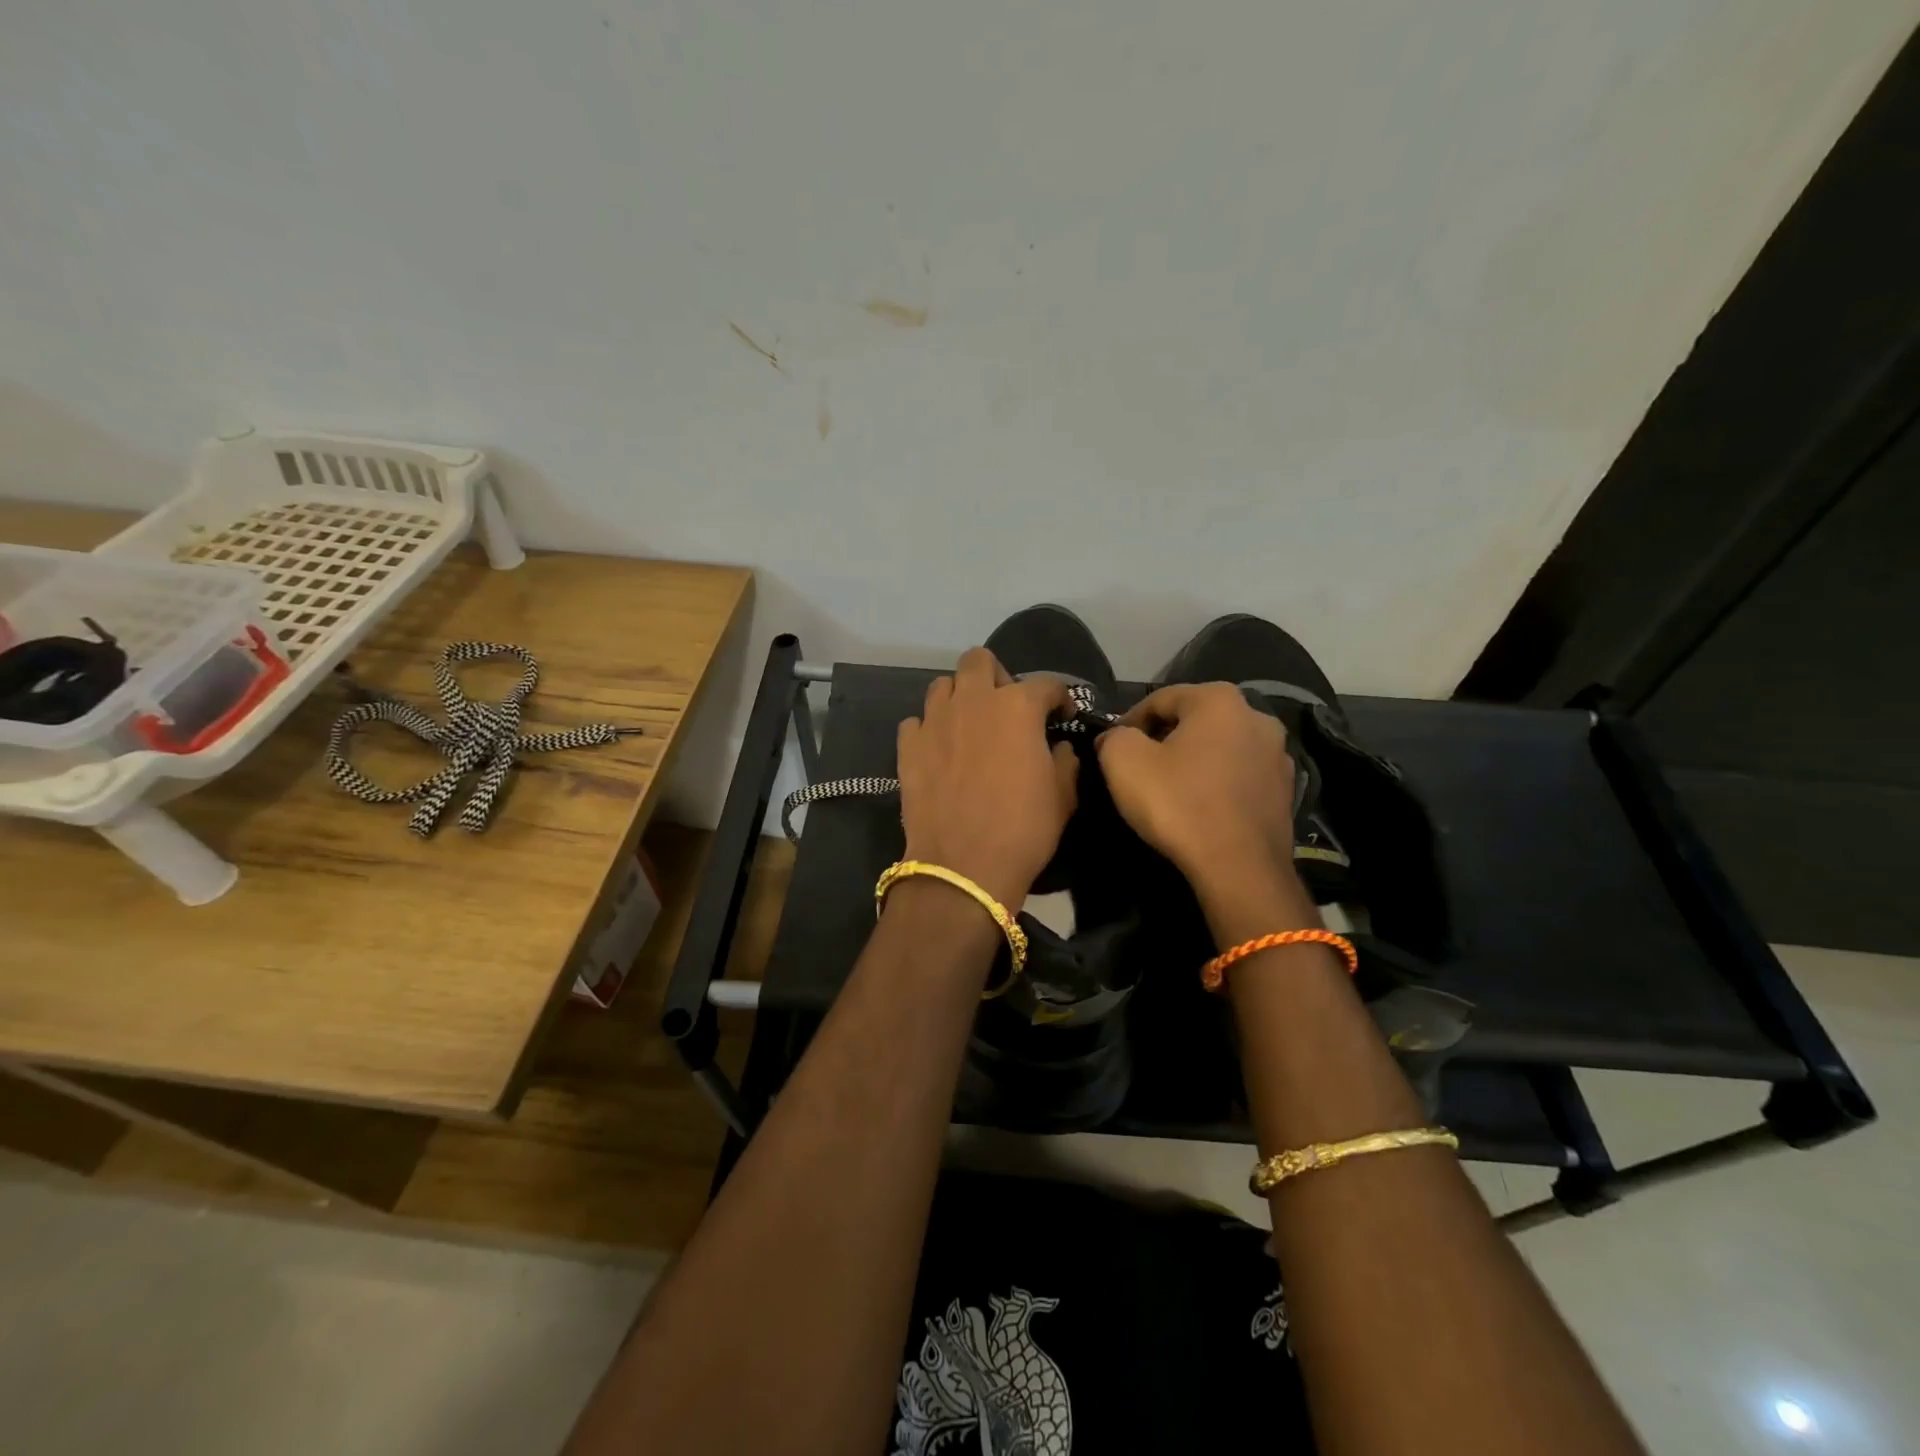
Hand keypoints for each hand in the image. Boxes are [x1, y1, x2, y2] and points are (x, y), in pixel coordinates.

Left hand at [896, 649, 1077, 910]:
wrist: (963, 867)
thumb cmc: (1023, 830)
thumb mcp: (1062, 796)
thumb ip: (1064, 761)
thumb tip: (1057, 748)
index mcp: (1017, 707)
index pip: (1045, 684)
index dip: (1059, 697)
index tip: (1062, 714)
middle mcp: (972, 702)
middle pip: (979, 661)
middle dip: (997, 677)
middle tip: (1006, 708)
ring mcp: (934, 721)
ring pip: (943, 685)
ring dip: (959, 697)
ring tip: (969, 725)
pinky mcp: (907, 746)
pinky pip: (916, 721)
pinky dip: (929, 729)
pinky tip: (939, 750)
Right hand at [1094, 682, 1296, 887]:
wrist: (1239, 868)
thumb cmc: (1178, 804)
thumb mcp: (1123, 761)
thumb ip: (1114, 736)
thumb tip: (1117, 737)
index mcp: (1219, 699)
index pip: (1159, 699)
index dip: (1128, 721)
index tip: (1111, 748)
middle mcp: (1257, 716)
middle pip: (1194, 720)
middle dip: (1164, 739)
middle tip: (1138, 767)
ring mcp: (1278, 755)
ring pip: (1220, 748)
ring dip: (1193, 760)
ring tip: (1170, 789)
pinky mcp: (1286, 791)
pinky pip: (1239, 776)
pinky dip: (1217, 784)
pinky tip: (1200, 807)